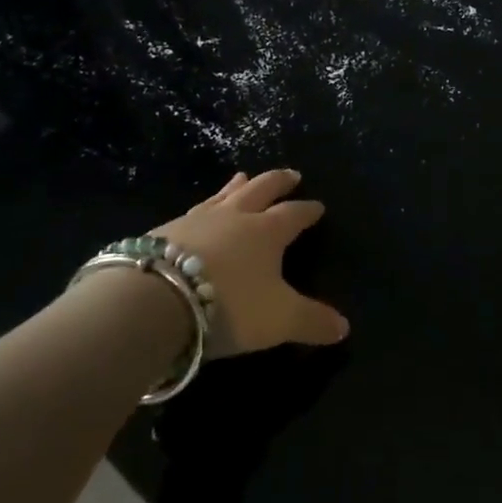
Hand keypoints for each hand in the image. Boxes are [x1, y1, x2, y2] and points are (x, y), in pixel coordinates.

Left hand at [153, 168, 348, 356]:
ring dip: (238, 185)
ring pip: (224, 194)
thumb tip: (345, 328)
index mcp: (267, 231)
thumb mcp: (279, 319)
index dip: (307, 210)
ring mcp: (198, 219)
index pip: (293, 214)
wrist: (157, 299)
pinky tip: (199, 212)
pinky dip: (205, 206)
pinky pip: (193, 210)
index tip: (318, 206)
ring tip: (244, 176)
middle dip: (279, 181)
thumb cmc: (230, 304)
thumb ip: (312, 321)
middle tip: (291, 174)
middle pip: (261, 189)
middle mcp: (236, 216)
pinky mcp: (166, 230)